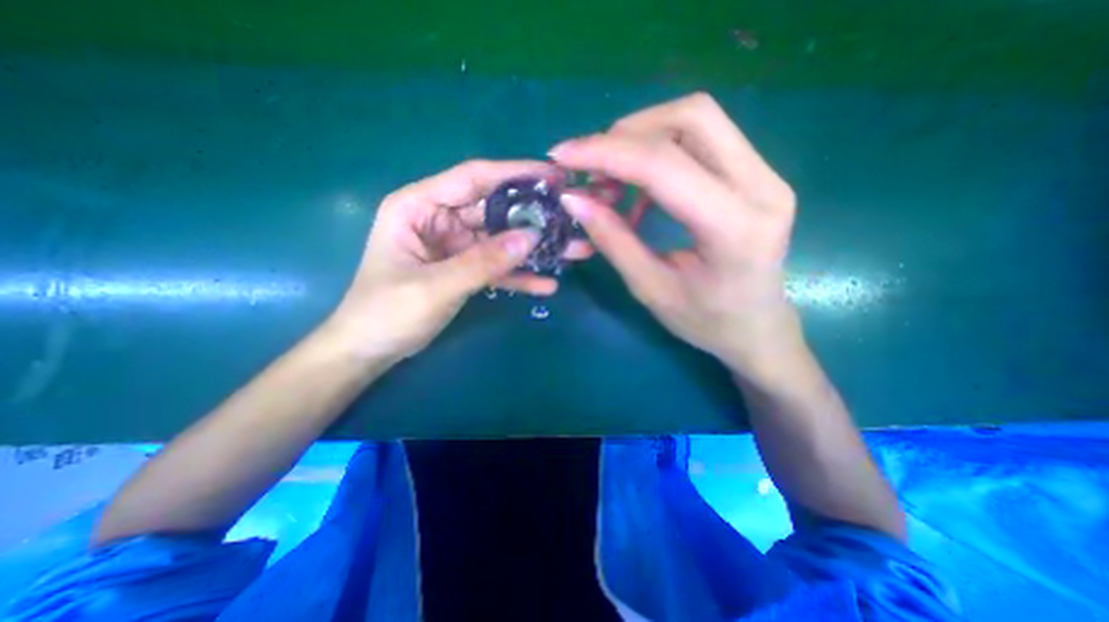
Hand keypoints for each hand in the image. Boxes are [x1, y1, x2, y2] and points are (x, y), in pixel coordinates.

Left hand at [327, 160, 587, 361]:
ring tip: (573, 252)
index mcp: (420, 206)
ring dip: (534, 249)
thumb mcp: (435, 286)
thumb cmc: (387, 312)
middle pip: (495, 210)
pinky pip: (497, 267)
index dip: (515, 173)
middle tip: (573, 219)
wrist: (371, 350)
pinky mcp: (465, 269)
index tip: (554, 176)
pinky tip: (546, 285)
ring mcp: (455, 245)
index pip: (474, 178)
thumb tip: (532, 237)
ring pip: (502, 240)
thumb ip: (483, 262)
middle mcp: (440, 218)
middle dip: (534, 216)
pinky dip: (519, 276)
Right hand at [550, 93, 801, 379]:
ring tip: (612, 178)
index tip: (562, 154)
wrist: (757, 327)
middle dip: (627, 133)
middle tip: (590, 166)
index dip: (606, 152)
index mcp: (734, 229)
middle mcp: (762, 187)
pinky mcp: (758, 174)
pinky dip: (660, 151)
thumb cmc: (705, 321)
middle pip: (691, 118)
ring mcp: (766, 175)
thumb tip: (574, 198)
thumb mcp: (651, 289)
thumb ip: (614, 241)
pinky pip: (703, 139)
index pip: (665, 165)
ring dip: (642, 137)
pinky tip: (641, 188)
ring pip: (698, 120)